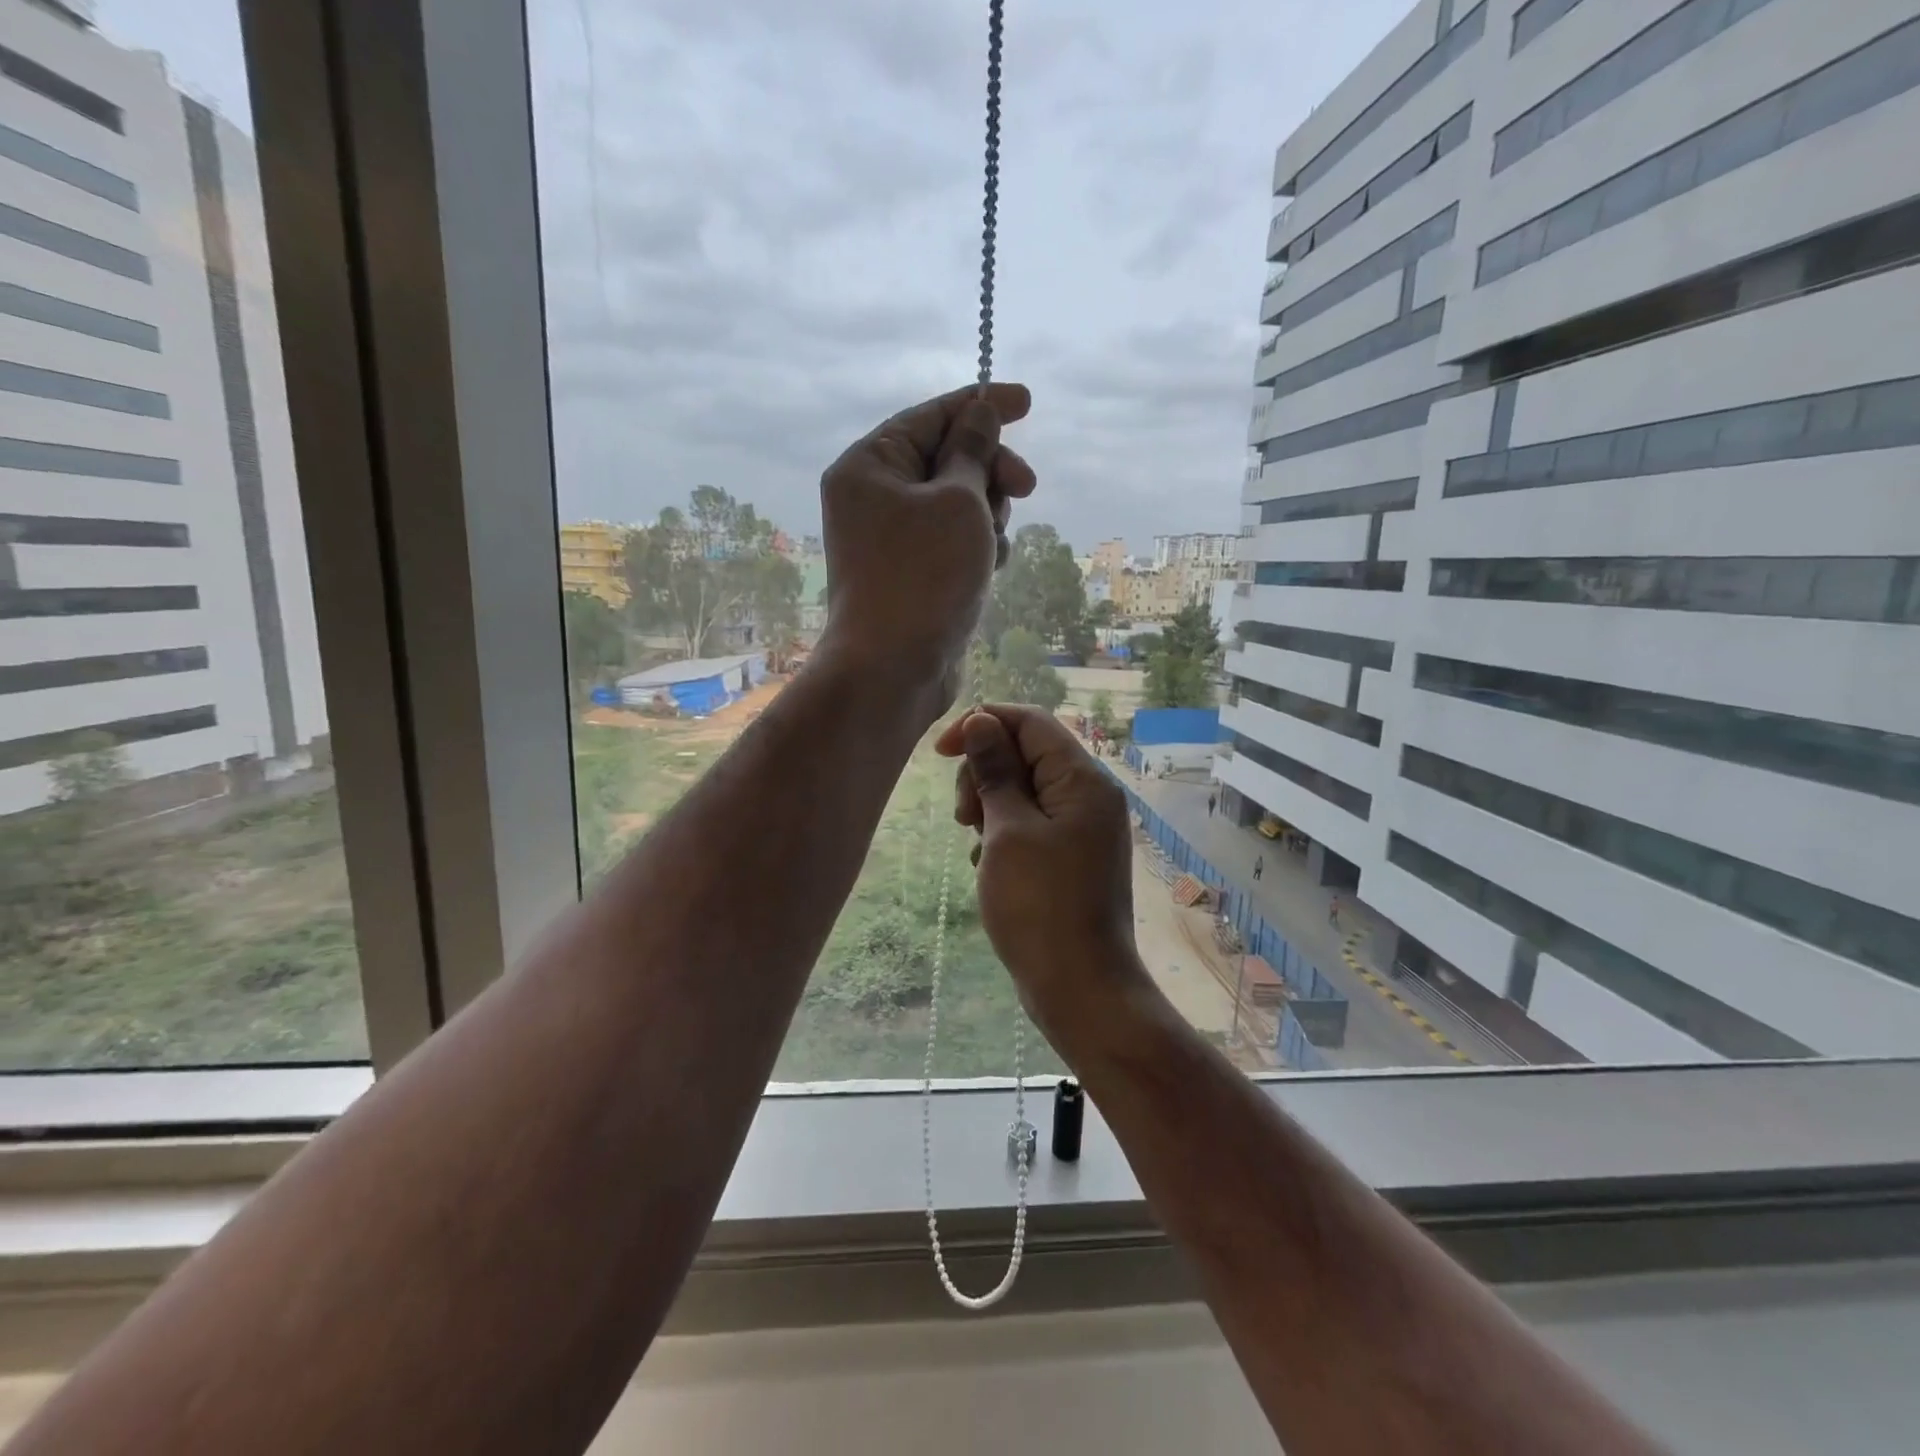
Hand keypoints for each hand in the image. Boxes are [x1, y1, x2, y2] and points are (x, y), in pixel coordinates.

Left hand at [818, 384, 1034, 718]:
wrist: (893, 668)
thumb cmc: (925, 576)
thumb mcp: (960, 502)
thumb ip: (974, 451)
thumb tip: (981, 411)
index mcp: (869, 466)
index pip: (930, 416)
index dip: (982, 405)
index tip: (1027, 402)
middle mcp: (873, 497)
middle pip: (945, 459)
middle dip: (989, 471)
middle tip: (1026, 487)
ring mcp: (891, 539)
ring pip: (955, 504)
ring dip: (987, 515)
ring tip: (993, 545)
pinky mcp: (911, 574)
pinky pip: (951, 541)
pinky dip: (976, 547)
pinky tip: (989, 569)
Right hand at [935, 705, 1150, 1050]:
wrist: (1080, 988)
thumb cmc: (1039, 906)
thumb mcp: (1007, 831)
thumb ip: (995, 771)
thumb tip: (981, 722)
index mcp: (1083, 780)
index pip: (1030, 722)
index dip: (982, 724)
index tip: (939, 752)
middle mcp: (1090, 796)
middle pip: (1026, 754)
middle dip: (984, 773)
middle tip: (963, 817)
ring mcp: (1083, 829)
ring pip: (1024, 791)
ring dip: (990, 806)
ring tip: (975, 844)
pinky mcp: (1072, 857)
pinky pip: (1032, 824)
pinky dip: (1004, 834)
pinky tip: (988, 866)